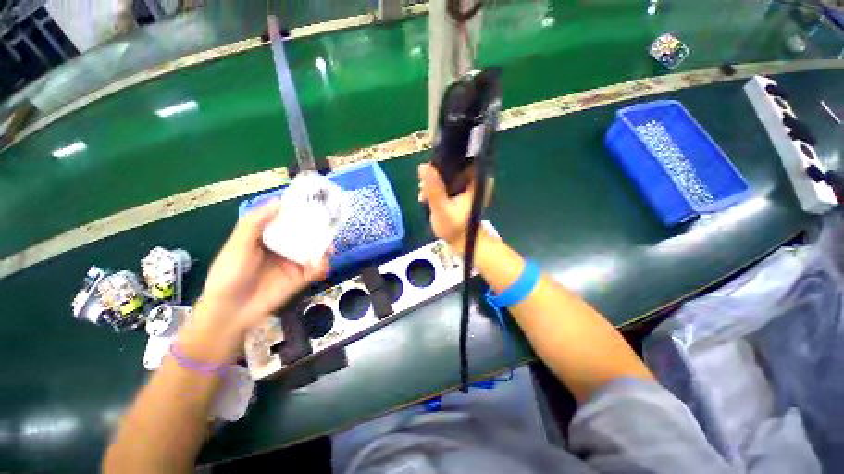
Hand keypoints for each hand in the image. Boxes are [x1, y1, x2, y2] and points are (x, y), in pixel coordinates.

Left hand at [197, 200, 328, 333]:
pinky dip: (322, 266)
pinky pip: (316, 269)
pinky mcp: (300, 278)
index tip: (314, 203)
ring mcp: (293, 262)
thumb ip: (254, 223)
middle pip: (305, 234)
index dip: (300, 211)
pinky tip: (322, 265)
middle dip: (319, 228)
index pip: (287, 220)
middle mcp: (283, 247)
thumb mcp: (238, 245)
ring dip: (324, 247)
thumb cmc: (229, 274)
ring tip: (329, 248)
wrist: (230, 311)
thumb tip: (278, 201)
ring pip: (314, 250)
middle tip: (330, 224)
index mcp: (268, 236)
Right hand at [418, 163, 476, 253]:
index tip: (428, 173)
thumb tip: (423, 166)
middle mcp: (476, 178)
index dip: (442, 162)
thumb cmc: (455, 228)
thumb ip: (433, 188)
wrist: (461, 242)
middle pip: (452, 166)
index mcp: (479, 180)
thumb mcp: (442, 208)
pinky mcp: (462, 190)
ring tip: (423, 195)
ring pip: (448, 174)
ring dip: (433, 183)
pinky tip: (427, 197)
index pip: (460, 158)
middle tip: (423, 188)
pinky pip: (447, 181)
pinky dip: (437, 188)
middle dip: (435, 175)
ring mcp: (469, 184)